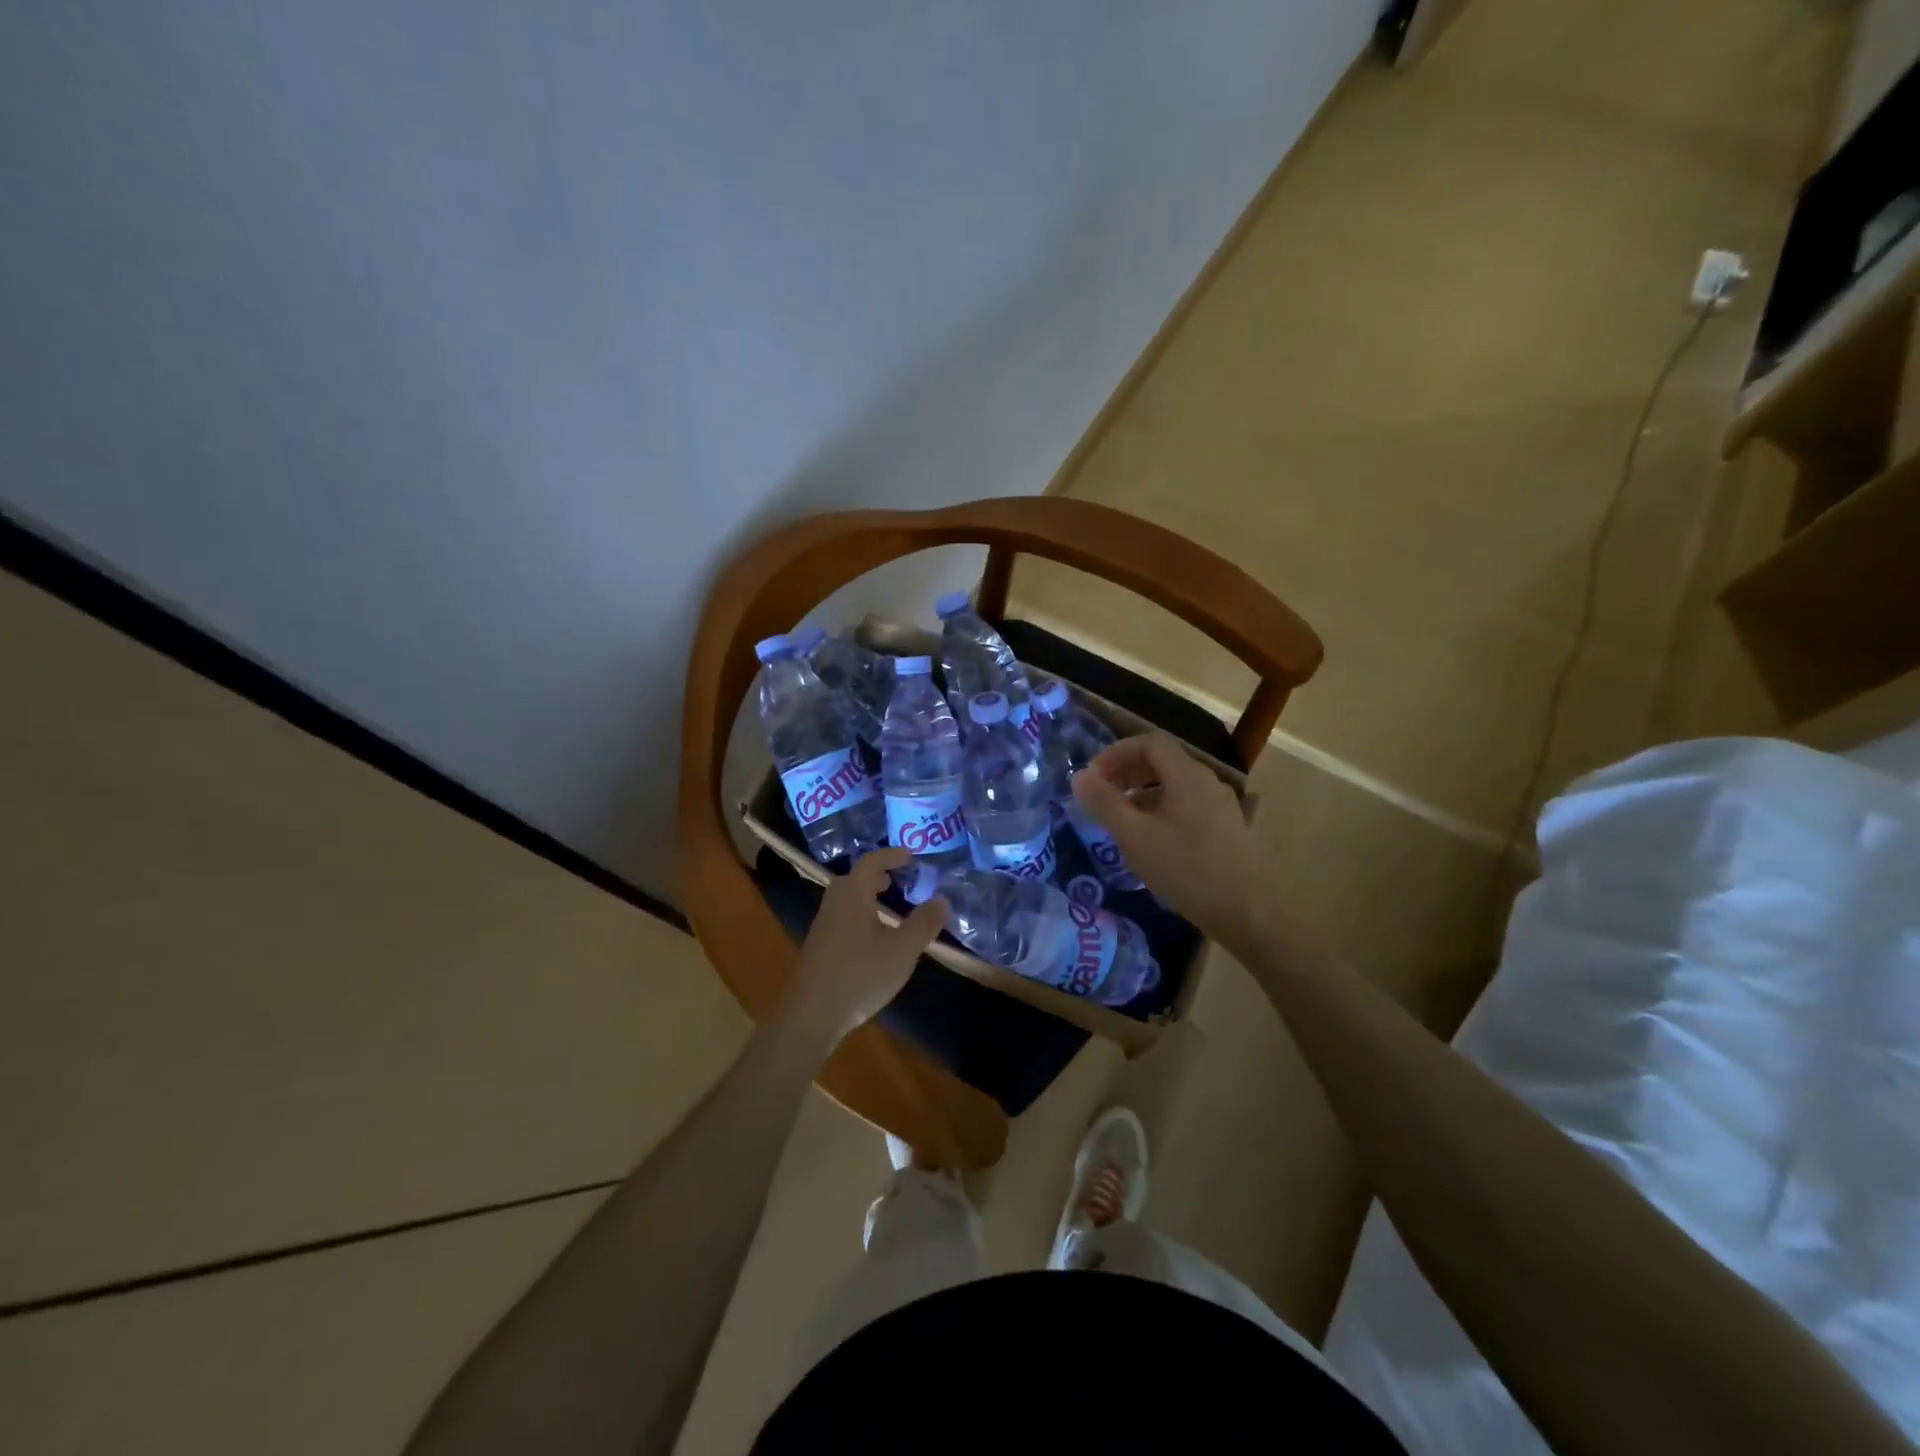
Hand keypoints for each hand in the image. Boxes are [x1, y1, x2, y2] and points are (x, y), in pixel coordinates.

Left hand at [778, 848, 946, 1048]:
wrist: (811, 1014)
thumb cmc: (860, 974)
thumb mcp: (902, 950)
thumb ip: (924, 923)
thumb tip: (942, 899)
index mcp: (853, 895)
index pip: (871, 862)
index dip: (892, 855)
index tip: (912, 856)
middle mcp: (834, 903)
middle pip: (855, 878)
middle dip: (878, 875)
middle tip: (900, 880)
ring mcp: (823, 925)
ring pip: (848, 899)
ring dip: (869, 896)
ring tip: (891, 907)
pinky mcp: (819, 946)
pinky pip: (843, 916)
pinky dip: (861, 914)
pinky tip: (874, 938)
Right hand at [1072, 734, 1276, 950]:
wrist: (1252, 913)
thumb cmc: (1187, 869)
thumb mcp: (1135, 836)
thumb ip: (1104, 803)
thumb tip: (1079, 776)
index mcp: (1187, 775)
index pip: (1148, 743)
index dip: (1115, 754)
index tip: (1091, 778)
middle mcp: (1208, 783)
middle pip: (1163, 762)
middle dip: (1127, 773)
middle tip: (1101, 797)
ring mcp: (1223, 807)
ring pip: (1175, 787)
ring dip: (1143, 795)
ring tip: (1121, 822)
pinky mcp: (1229, 832)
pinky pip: (1188, 808)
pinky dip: (1162, 812)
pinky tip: (1152, 844)